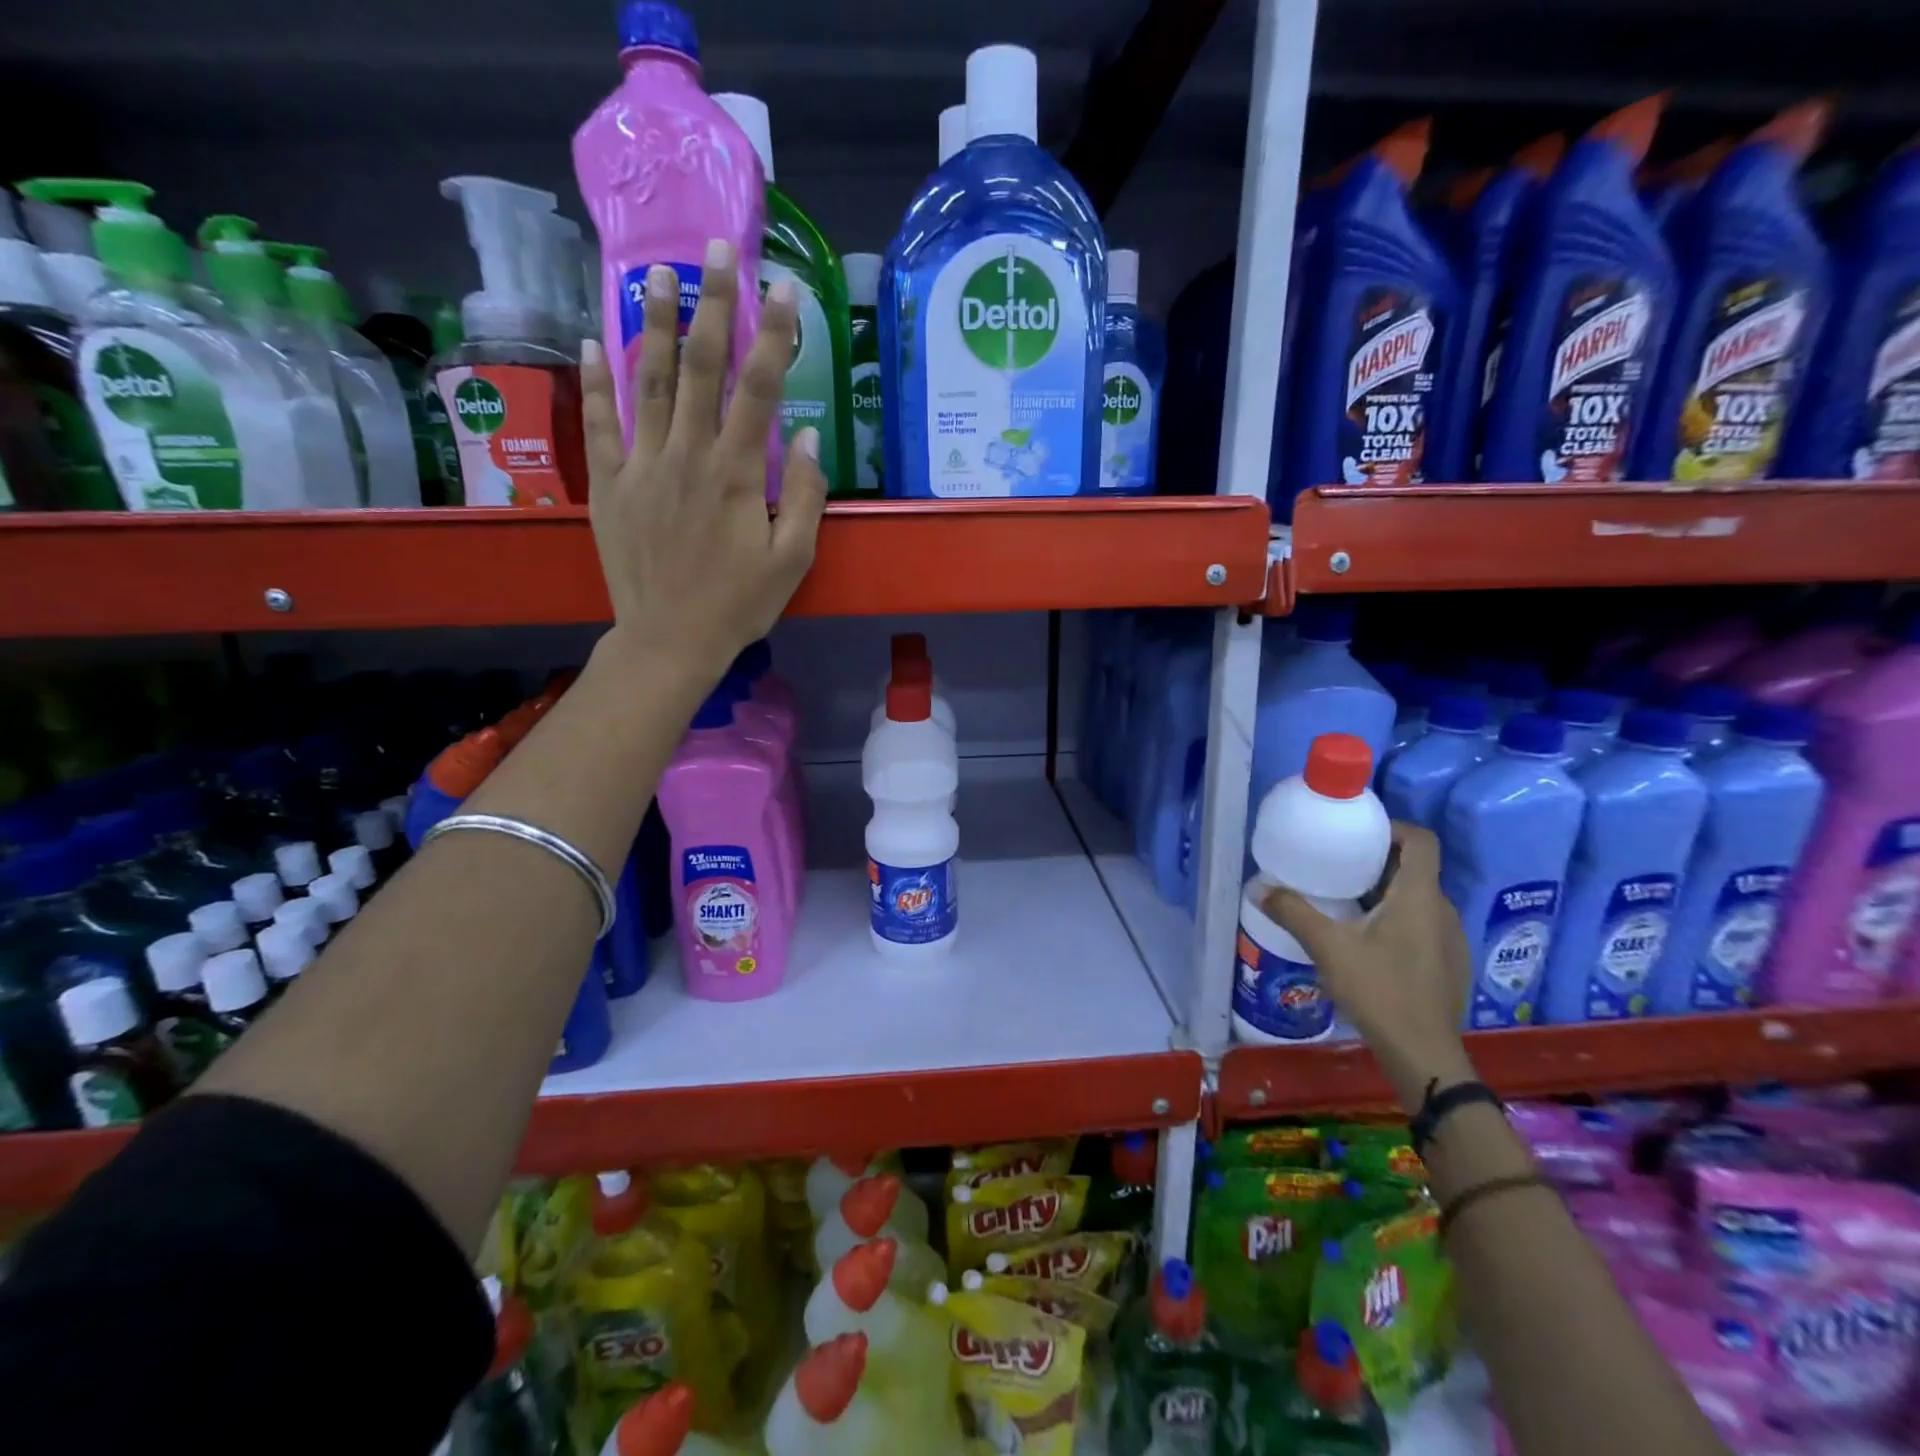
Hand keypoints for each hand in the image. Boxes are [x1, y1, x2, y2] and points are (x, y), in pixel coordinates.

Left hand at [580, 238, 828, 680]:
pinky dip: (596, 381)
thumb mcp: (792, 561)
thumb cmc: (739, 604)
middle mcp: (687, 455)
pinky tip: (592, 341)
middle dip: (712, 305)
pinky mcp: (611, 484)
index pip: (758, 389)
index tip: (784, 288)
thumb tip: (805, 437)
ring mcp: (642, 466)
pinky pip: (601, 423)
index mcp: (736, 473)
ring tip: (655, 273)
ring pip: (646, 381)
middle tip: (714, 249)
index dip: (774, 335)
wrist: (670, 640)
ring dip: (652, 323)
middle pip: (700, 367)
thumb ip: (802, 497)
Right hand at [1263, 822, 1476, 1111]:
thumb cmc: (1380, 990)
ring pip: (1417, 899)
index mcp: (1419, 896)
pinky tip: (1366, 941)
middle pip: (1415, 869)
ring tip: (1344, 902)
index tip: (1358, 835)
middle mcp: (1442, 910)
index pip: (1420, 841)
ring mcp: (1450, 939)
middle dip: (1377, 862)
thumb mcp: (1328, 947)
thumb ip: (1293, 912)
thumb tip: (1258, 887)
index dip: (1393, 828)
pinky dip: (1395, 918)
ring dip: (1385, 892)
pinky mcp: (1448, 963)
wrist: (1424, 1055)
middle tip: (1336, 867)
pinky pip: (1422, 924)